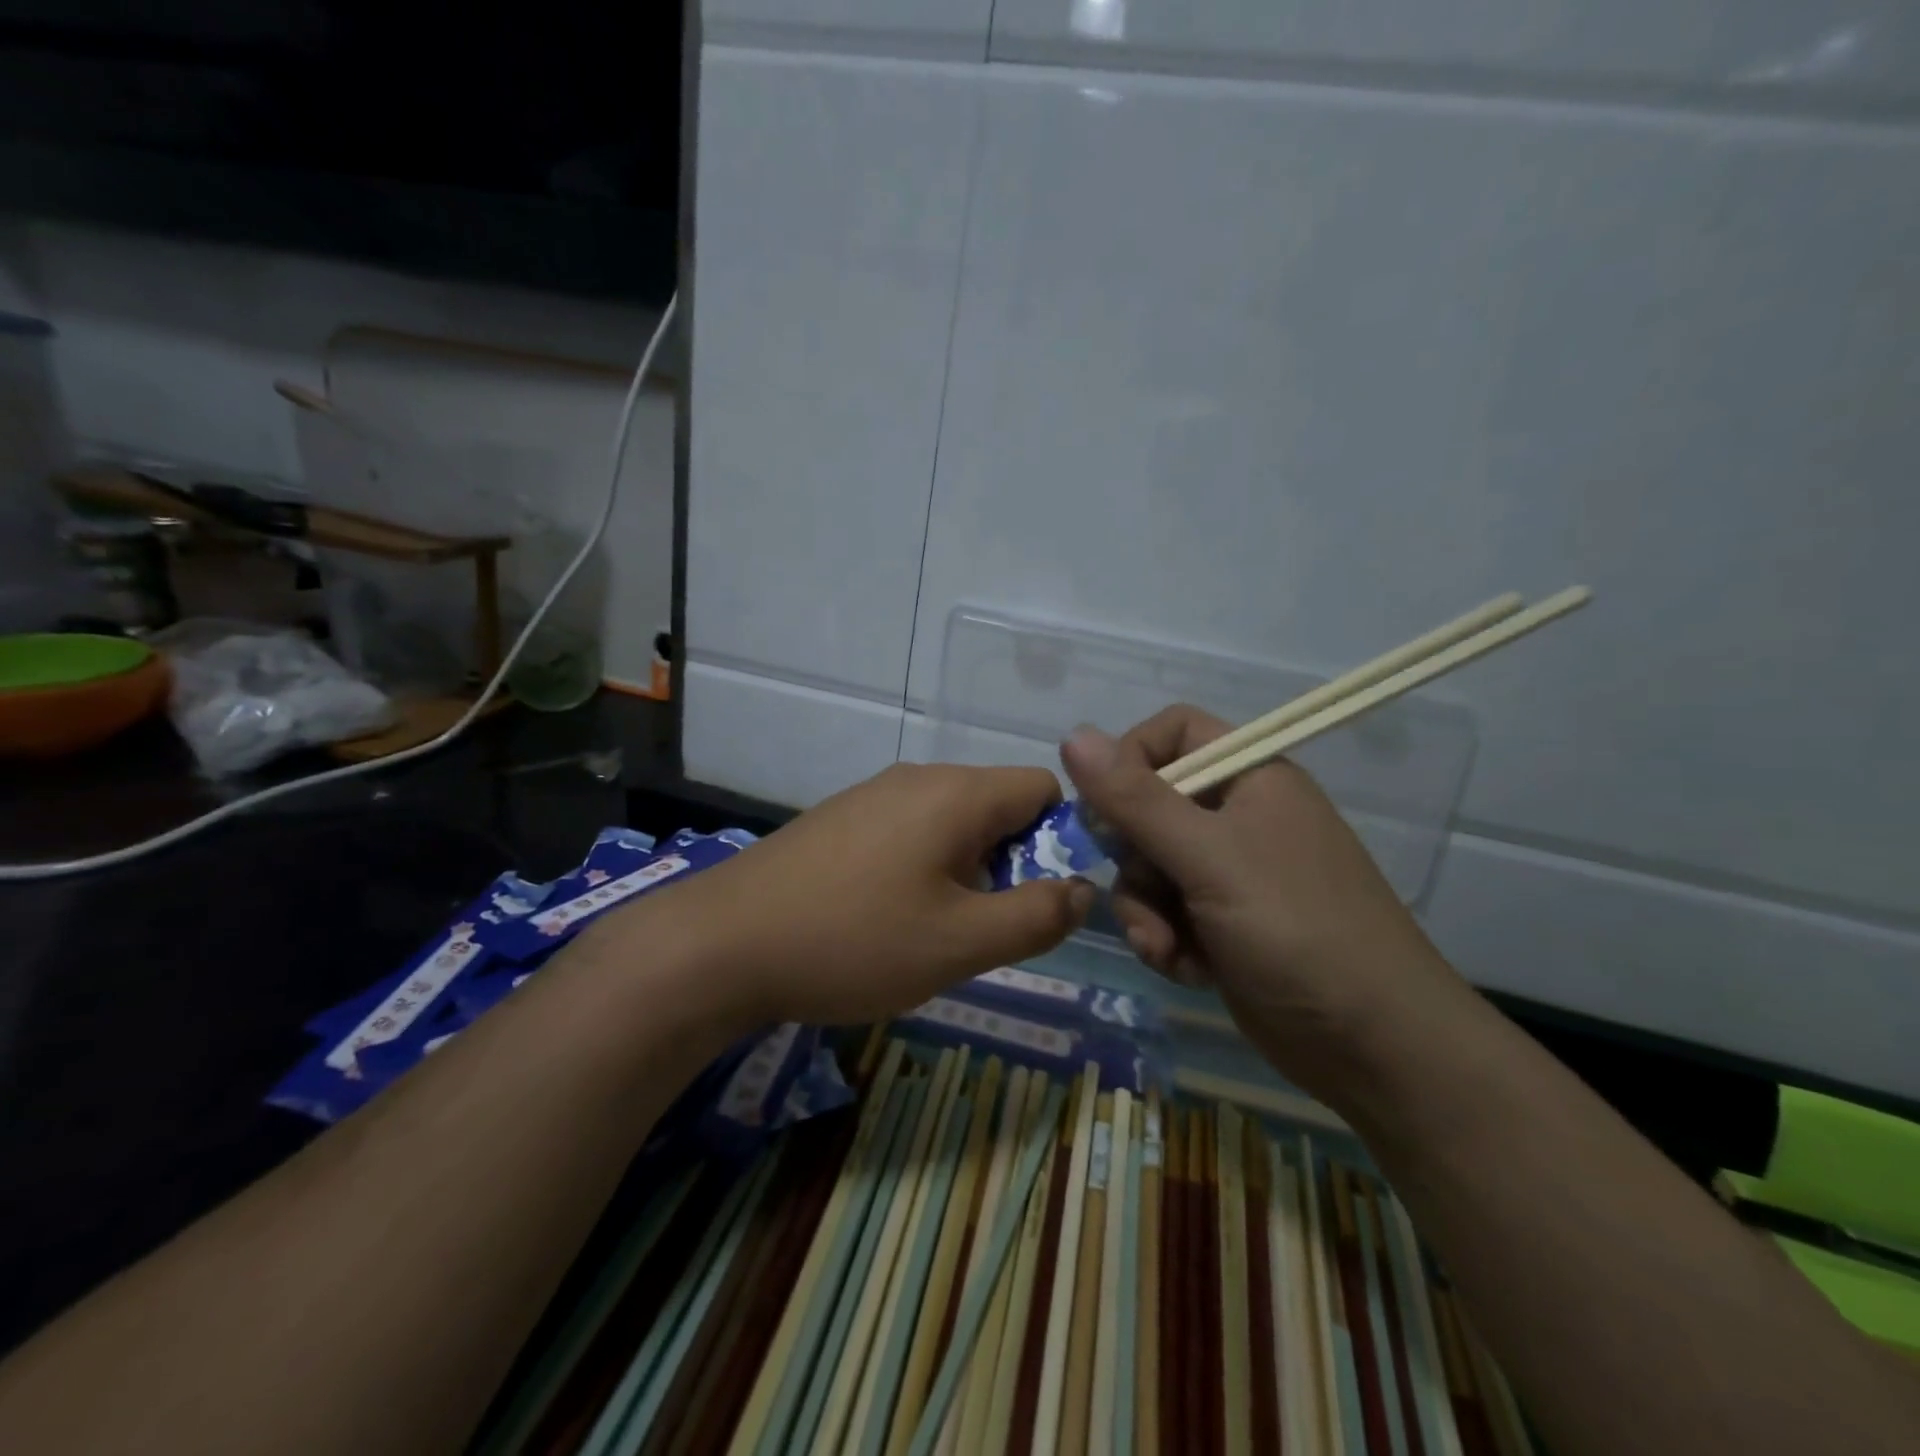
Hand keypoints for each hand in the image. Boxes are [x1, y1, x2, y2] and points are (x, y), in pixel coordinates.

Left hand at [605, 763, 1093, 1028]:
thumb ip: (1036, 916)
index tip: (1042, 897)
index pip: (1043, 787)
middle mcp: (918, 778)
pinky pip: (908, 831)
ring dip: (965, 871)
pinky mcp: (839, 818)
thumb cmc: (853, 941)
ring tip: (934, 931)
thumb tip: (1083, 889)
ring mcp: (872, 794)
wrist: (721, 943)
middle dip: (1011, 862)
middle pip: (997, 805)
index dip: (1060, 839)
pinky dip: (922, 867)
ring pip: (952, 822)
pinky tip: (886, 917)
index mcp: (957, 793)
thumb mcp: (960, 943)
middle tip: (986, 927)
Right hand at [1060, 706, 1464, 1094]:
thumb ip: (1135, 798)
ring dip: (1145, 910)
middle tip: (1147, 891)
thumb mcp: (1208, 857)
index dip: (1131, 759)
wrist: (1376, 1048)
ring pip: (1148, 866)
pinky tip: (1188, 970)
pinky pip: (1165, 911)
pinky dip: (1165, 939)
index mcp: (1250, 777)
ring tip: (1167, 947)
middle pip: (1148, 806)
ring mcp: (1231, 872)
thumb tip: (1072, 733)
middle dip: (1134, 858)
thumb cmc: (1297, 930)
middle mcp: (1238, 816)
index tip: (1107, 806)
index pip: (1172, 733)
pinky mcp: (1223, 923)